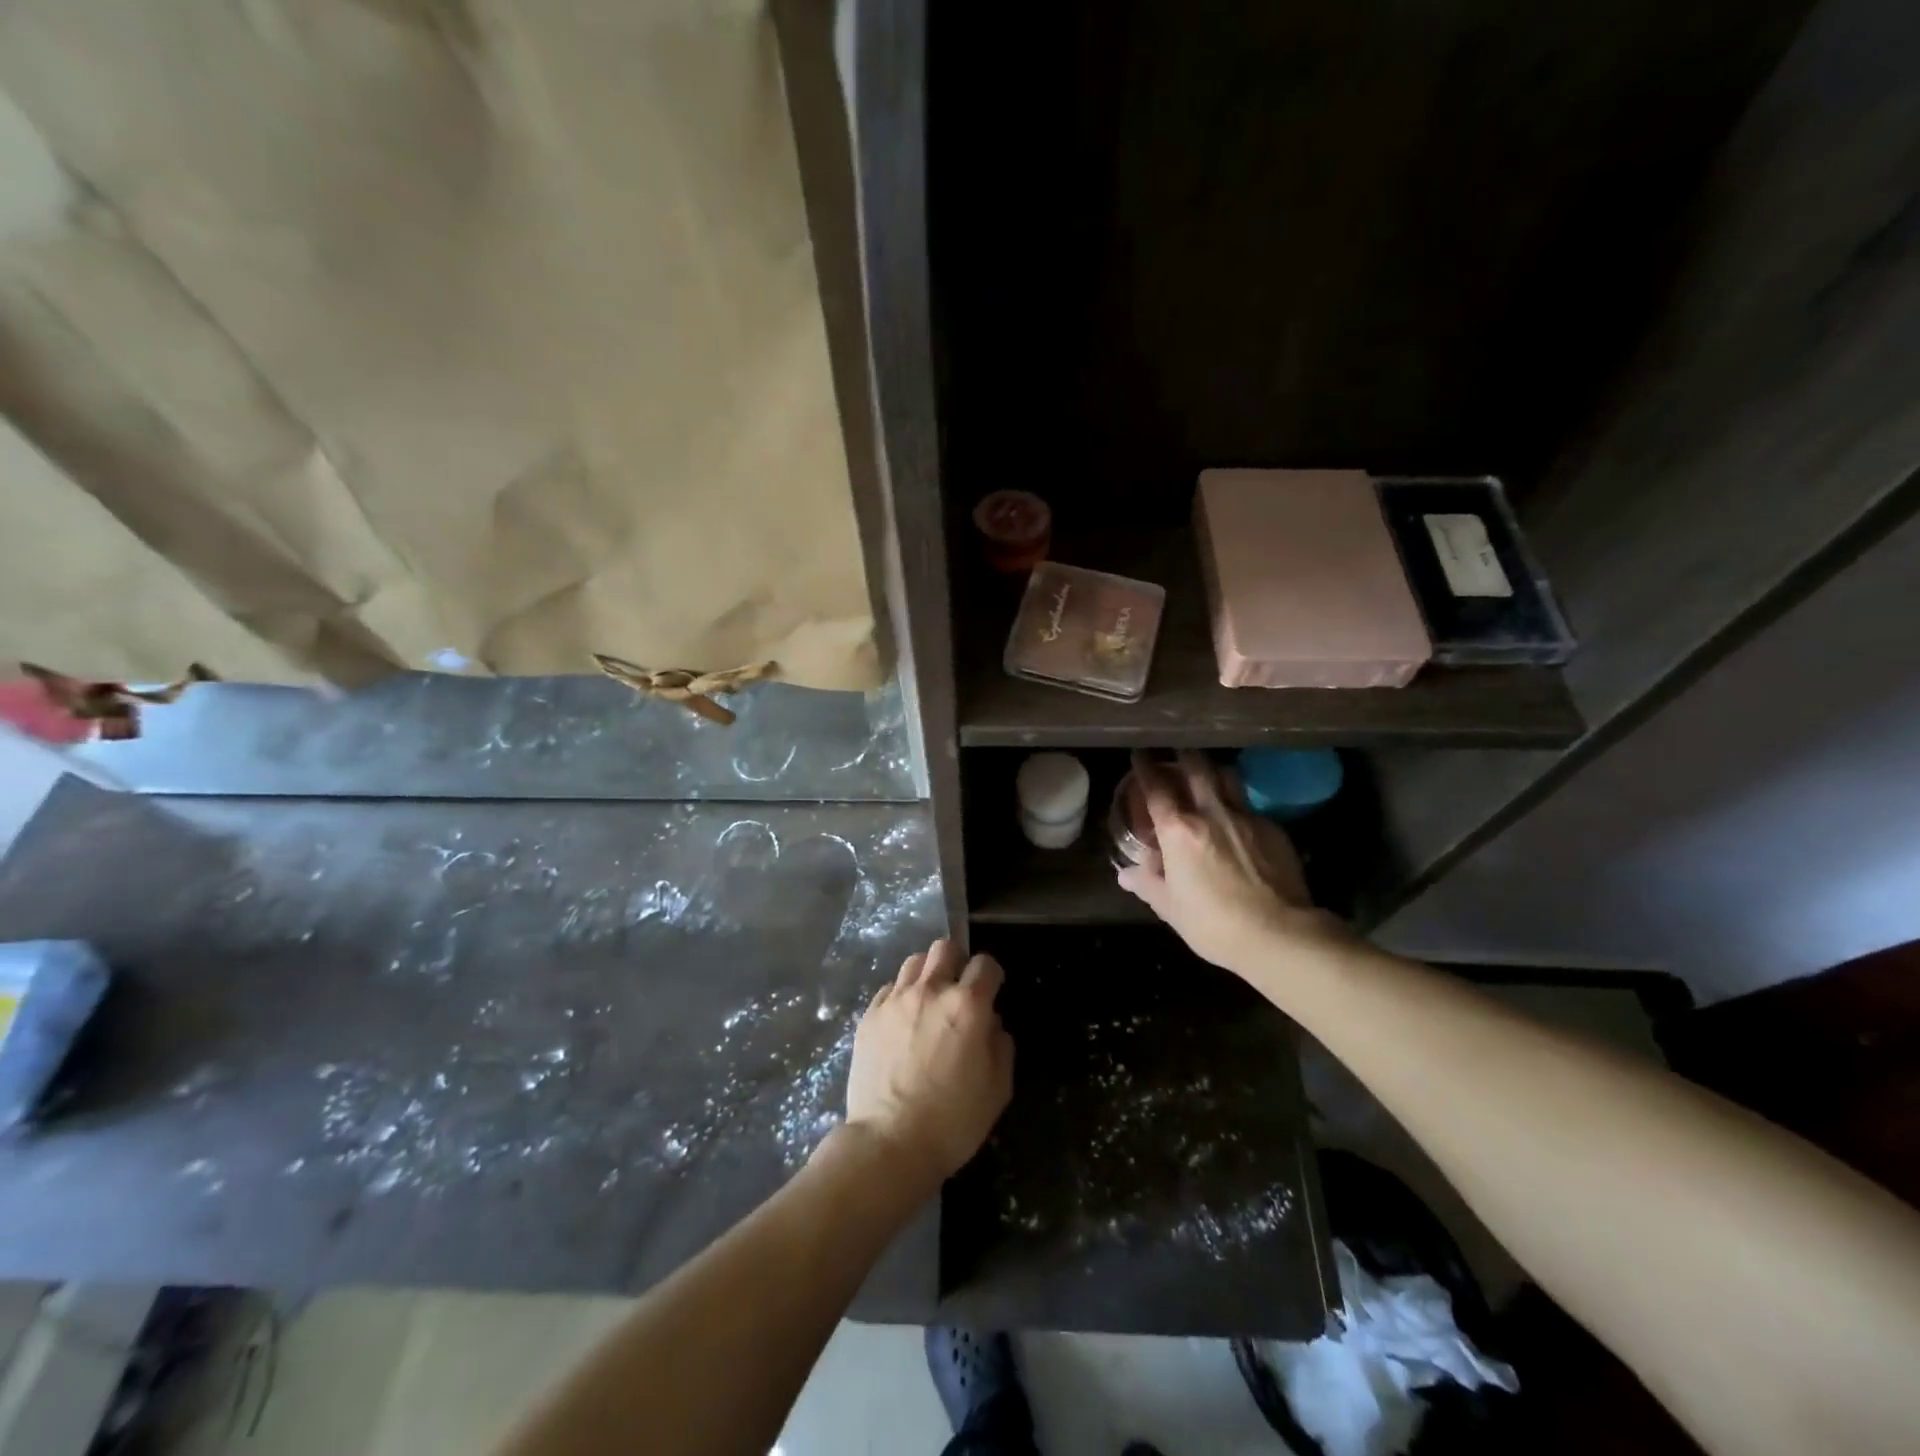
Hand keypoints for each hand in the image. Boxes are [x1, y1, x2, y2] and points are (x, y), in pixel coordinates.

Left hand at [843, 939, 1013, 1187]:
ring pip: (914, 962)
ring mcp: (895, 1000)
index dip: (992, 976)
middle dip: (957, 962)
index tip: (991, 992)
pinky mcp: (869, 1016)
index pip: (985, 964)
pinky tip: (903, 1021)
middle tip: (958, 989)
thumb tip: (990, 1024)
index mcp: (967, 1006)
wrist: (888, 1144)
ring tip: (928, 1001)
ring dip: (927, 974)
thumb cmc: (952, 1122)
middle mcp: (930, 991)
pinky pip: (889, 988)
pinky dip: (901, 995)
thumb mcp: (997, 1089)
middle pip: (944, 948)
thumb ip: (1000, 1045)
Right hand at [1116, 750, 1334, 974]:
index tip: (1140, 754)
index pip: (1156, 788)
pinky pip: (1250, 806)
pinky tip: (1238, 821)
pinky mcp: (1274, 829)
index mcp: (1179, 830)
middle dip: (1184, 756)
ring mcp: (1246, 818)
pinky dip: (1238, 805)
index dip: (1145, 768)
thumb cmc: (1213, 923)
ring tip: (1209, 776)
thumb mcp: (1170, 908)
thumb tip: (1126, 873)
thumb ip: (1147, 884)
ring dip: (1214, 771)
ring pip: (1228, 777)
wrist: (1278, 934)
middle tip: (1178, 753)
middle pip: (1197, 768)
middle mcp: (1211, 813)